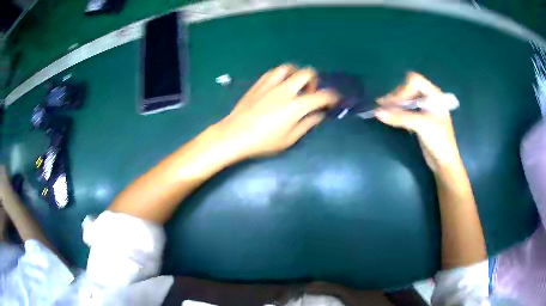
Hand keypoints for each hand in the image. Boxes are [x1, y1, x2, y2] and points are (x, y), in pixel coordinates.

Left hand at [211, 65, 338, 159]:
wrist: (234, 135)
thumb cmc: (263, 142)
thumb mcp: (289, 139)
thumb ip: (307, 124)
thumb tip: (318, 115)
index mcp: (296, 105)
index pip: (322, 95)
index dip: (332, 97)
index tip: (334, 100)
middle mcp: (286, 90)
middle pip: (307, 73)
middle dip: (315, 81)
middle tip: (311, 94)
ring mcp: (271, 84)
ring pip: (289, 67)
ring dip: (297, 74)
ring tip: (295, 86)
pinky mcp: (259, 84)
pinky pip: (273, 72)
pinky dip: (282, 75)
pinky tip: (279, 85)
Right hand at [375, 72, 461, 171]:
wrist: (444, 162)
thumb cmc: (438, 140)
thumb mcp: (421, 126)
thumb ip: (400, 117)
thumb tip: (377, 112)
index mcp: (434, 95)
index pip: (415, 81)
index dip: (403, 90)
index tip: (393, 104)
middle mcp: (430, 98)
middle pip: (409, 88)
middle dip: (396, 96)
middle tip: (382, 105)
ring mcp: (425, 109)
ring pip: (407, 99)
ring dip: (395, 103)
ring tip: (382, 109)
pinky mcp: (420, 118)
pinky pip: (407, 109)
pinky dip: (397, 111)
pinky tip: (389, 115)